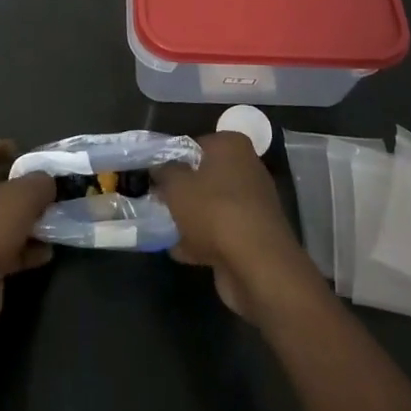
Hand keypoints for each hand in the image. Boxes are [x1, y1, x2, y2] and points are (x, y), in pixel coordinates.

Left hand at [0, 139, 53, 330]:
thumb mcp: (23, 195)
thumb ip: (40, 183)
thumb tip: (47, 182)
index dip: (0, 146)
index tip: (24, 152)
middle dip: (19, 188)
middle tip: (45, 190)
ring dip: (24, 221)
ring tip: (53, 221)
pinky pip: (0, 249)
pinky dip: (21, 249)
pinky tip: (46, 253)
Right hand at [155, 131, 320, 319]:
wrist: (256, 266)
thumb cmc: (213, 210)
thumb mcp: (175, 184)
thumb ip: (163, 171)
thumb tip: (158, 167)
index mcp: (232, 146)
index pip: (194, 144)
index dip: (171, 159)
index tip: (154, 176)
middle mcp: (247, 169)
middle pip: (204, 176)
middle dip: (181, 191)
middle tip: (157, 202)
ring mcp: (253, 204)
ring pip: (211, 206)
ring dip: (190, 218)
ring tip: (163, 228)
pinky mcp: (253, 235)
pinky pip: (220, 232)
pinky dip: (202, 240)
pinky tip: (179, 251)